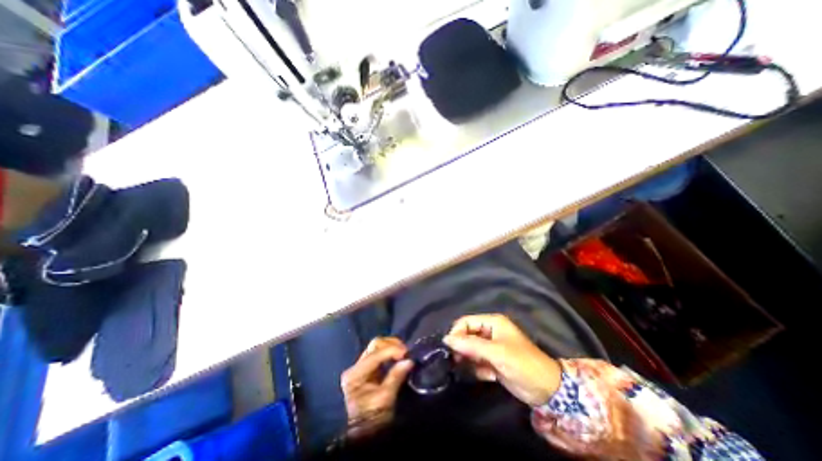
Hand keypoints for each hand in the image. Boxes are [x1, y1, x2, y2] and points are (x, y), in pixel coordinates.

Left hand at [343, 335, 413, 434]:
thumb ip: (396, 377)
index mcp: (355, 374)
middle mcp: (355, 366)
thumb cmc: (373, 418)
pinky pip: (380, 353)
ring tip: (403, 353)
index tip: (406, 353)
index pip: (374, 355)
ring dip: (392, 347)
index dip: (391, 350)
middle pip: (374, 345)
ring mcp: (361, 366)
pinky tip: (398, 356)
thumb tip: (409, 361)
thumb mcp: (385, 399)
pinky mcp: (368, 369)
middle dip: (391, 345)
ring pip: (377, 347)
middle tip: (405, 351)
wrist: (366, 434)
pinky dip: (390, 352)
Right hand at [443, 313, 565, 405]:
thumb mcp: (495, 352)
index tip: (449, 348)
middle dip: (462, 347)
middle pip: (467, 335)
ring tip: (474, 369)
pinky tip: (488, 376)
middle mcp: (490, 331)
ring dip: (470, 359)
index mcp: (492, 322)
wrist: (547, 390)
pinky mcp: (494, 361)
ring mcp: (492, 347)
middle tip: (457, 360)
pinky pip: (478, 361)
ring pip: (471, 349)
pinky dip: (479, 369)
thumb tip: (446, 339)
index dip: (457, 333)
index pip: (467, 322)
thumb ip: (470, 345)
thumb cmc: (521, 364)